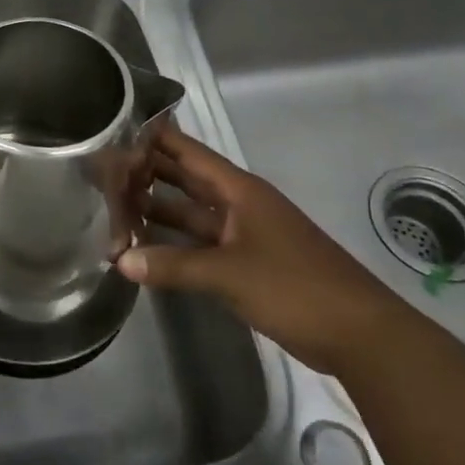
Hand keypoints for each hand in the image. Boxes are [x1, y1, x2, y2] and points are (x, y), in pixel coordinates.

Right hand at [115, 121, 412, 374]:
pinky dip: (176, 243)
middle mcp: (239, 204)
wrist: (361, 335)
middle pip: (186, 180)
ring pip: (192, 213)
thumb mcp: (228, 273)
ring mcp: (245, 234)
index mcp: (240, 191)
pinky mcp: (248, 264)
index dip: (155, 138)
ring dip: (158, 210)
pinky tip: (146, 247)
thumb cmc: (295, 287)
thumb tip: (119, 261)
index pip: (188, 152)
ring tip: (113, 206)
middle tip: (103, 168)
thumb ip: (172, 265)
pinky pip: (202, 244)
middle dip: (148, 173)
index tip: (116, 129)